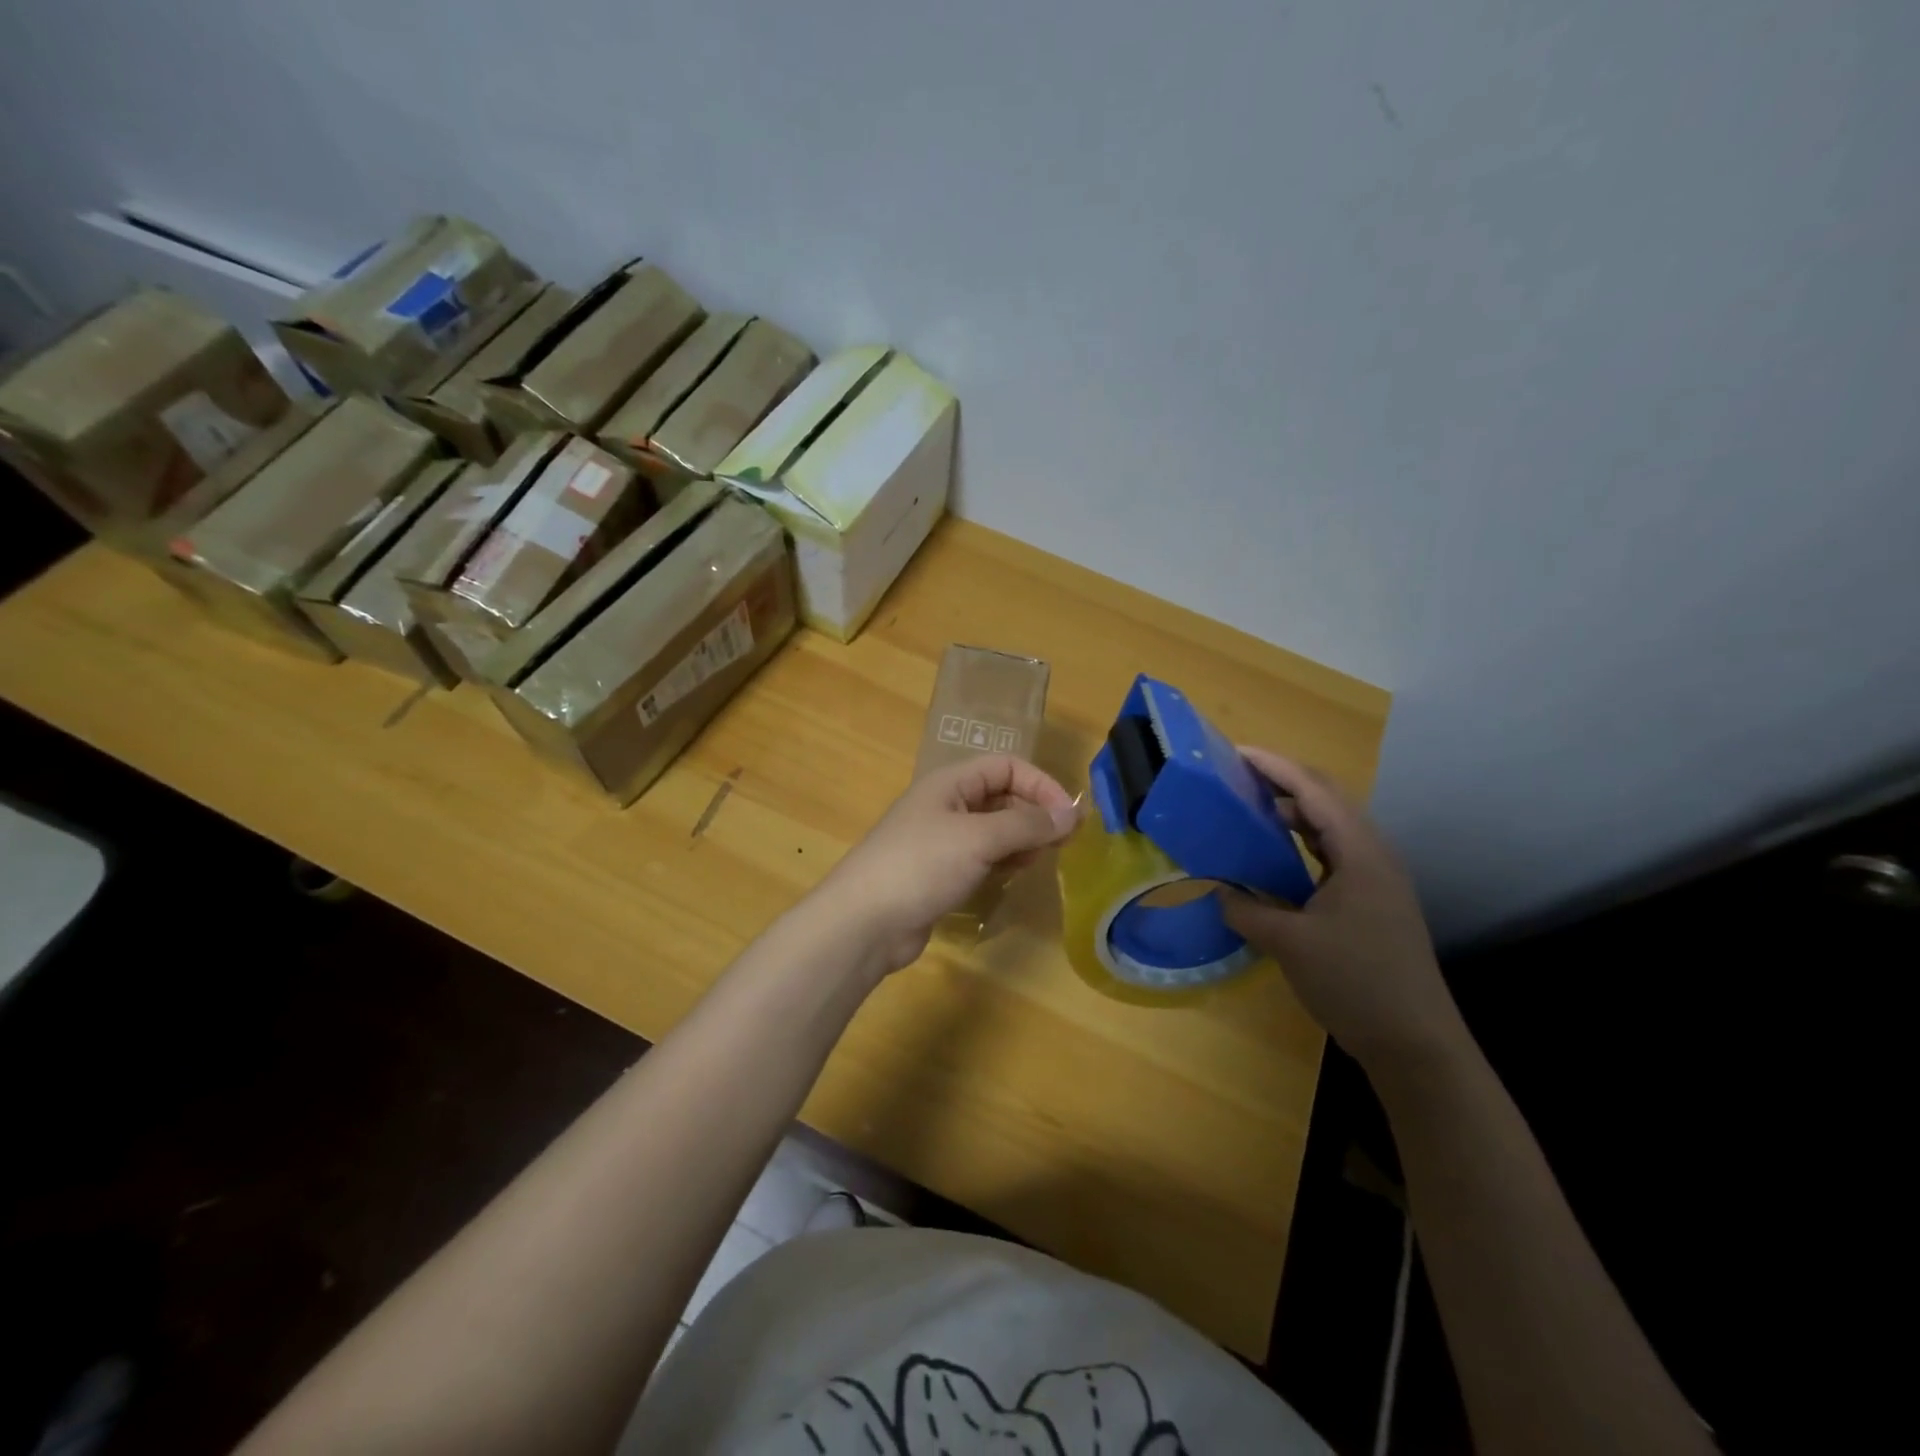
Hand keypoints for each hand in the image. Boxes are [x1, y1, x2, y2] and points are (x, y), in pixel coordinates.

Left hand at [817, 755, 1080, 974]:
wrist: (865, 922)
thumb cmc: (921, 865)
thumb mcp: (979, 838)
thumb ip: (1027, 824)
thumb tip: (1071, 814)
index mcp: (950, 783)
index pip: (1006, 766)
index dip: (1040, 784)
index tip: (1068, 815)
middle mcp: (946, 805)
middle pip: (1001, 797)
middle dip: (1033, 814)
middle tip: (1063, 842)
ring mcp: (941, 841)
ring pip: (993, 830)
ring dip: (1020, 839)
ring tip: (1039, 859)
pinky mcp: (939, 873)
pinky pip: (980, 857)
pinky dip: (1001, 862)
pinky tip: (1012, 876)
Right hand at [1219, 747, 1463, 1068]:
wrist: (1415, 1043)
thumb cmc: (1356, 982)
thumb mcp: (1289, 944)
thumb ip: (1246, 910)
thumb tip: (1216, 890)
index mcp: (1360, 853)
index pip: (1314, 791)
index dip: (1274, 766)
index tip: (1235, 752)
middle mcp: (1373, 855)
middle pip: (1327, 799)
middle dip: (1282, 780)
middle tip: (1236, 775)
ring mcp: (1376, 878)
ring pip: (1330, 826)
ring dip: (1292, 810)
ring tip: (1249, 806)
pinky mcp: (1371, 900)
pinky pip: (1332, 853)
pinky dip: (1301, 842)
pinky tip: (1276, 854)